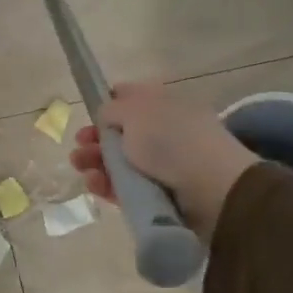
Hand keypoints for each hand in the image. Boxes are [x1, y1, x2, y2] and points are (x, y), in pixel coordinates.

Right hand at [70, 82, 258, 238]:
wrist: (213, 190)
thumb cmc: (171, 140)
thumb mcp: (134, 112)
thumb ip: (111, 110)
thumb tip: (106, 118)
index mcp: (165, 104)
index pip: (132, 97)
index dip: (108, 104)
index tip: (91, 115)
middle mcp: (165, 131)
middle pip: (122, 133)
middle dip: (96, 139)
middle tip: (80, 147)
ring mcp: (164, 165)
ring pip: (121, 162)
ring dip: (96, 162)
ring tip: (81, 167)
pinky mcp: (160, 195)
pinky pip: (127, 187)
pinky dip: (108, 185)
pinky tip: (94, 184)